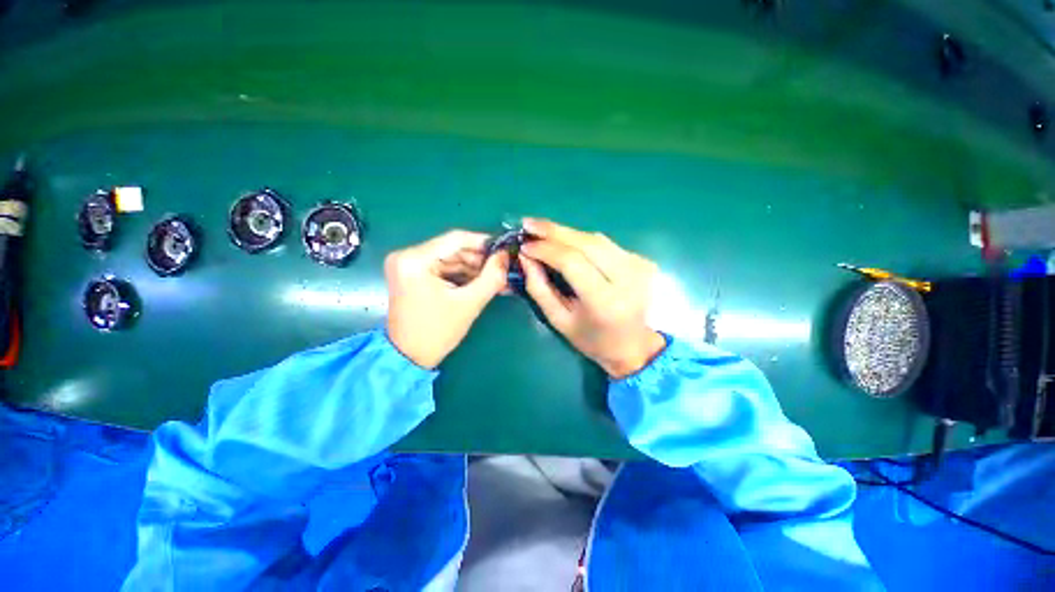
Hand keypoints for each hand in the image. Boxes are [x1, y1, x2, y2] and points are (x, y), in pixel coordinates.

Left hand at [386, 230, 508, 368]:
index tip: (504, 249)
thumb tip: (506, 256)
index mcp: (415, 260)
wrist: (408, 357)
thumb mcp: (469, 303)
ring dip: (473, 268)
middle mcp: (407, 256)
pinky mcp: (412, 275)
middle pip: (453, 249)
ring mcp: (408, 266)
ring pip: (450, 259)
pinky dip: (462, 275)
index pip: (455, 239)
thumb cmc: (437, 332)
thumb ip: (492, 277)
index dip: (483, 242)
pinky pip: (443, 269)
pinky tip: (481, 282)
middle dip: (480, 259)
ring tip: (497, 277)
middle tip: (503, 267)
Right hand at [519, 218, 665, 378]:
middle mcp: (627, 277)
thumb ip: (539, 288)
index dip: (545, 249)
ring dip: (566, 232)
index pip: (572, 261)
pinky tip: (566, 241)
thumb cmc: (593, 340)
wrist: (635, 346)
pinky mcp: (641, 260)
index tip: (524, 245)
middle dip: (553, 230)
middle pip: (585, 242)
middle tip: (529, 224)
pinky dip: (582, 240)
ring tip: (542, 230)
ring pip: (595, 238)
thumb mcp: (560, 321)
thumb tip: (525, 257)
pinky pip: (605, 243)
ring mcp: (638, 265)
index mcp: (605, 301)